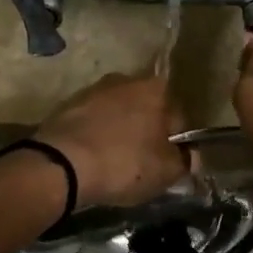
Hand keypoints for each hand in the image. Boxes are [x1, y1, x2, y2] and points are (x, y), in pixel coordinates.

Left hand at [35, 73, 185, 209]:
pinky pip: (92, 123)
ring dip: (119, 133)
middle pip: (146, 111)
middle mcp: (125, 79)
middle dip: (147, 134)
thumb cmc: (123, 163)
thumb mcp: (165, 172)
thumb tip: (191, 156)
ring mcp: (93, 90)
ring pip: (117, 115)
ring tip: (114, 164)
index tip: (169, 164)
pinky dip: (95, 136)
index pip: (178, 117)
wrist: (61, 164)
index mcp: (156, 89)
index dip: (177, 144)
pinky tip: (92, 158)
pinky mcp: (67, 105)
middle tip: (142, 165)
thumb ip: (185, 162)